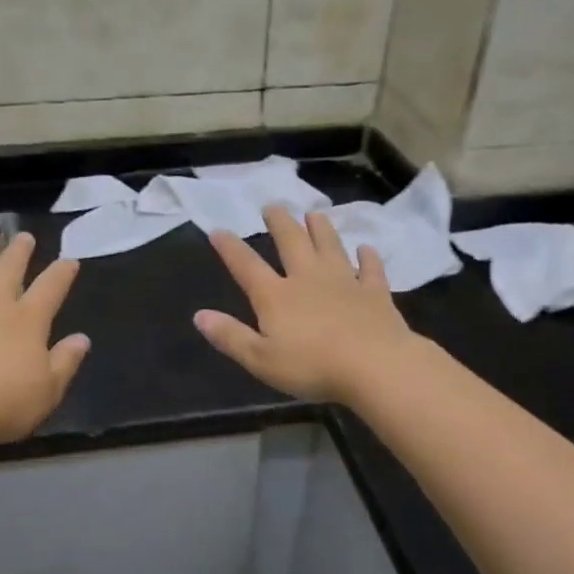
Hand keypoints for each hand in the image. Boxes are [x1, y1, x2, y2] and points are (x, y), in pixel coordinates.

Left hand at [0, 231, 89, 445]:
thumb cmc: (5, 404)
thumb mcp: (49, 389)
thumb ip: (65, 361)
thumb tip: (82, 339)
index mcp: (27, 319)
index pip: (50, 287)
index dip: (62, 272)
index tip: (69, 260)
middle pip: (7, 269)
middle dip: (18, 251)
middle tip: (22, 236)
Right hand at [195, 206, 419, 404]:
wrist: (375, 366)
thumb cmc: (312, 367)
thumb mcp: (260, 359)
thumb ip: (230, 336)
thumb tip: (199, 316)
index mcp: (276, 296)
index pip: (247, 266)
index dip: (230, 248)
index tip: (218, 230)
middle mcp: (307, 279)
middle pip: (291, 243)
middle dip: (280, 223)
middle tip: (272, 206)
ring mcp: (344, 282)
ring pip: (330, 246)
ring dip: (321, 229)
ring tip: (314, 213)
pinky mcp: (374, 293)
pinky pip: (370, 270)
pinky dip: (368, 258)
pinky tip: (366, 249)